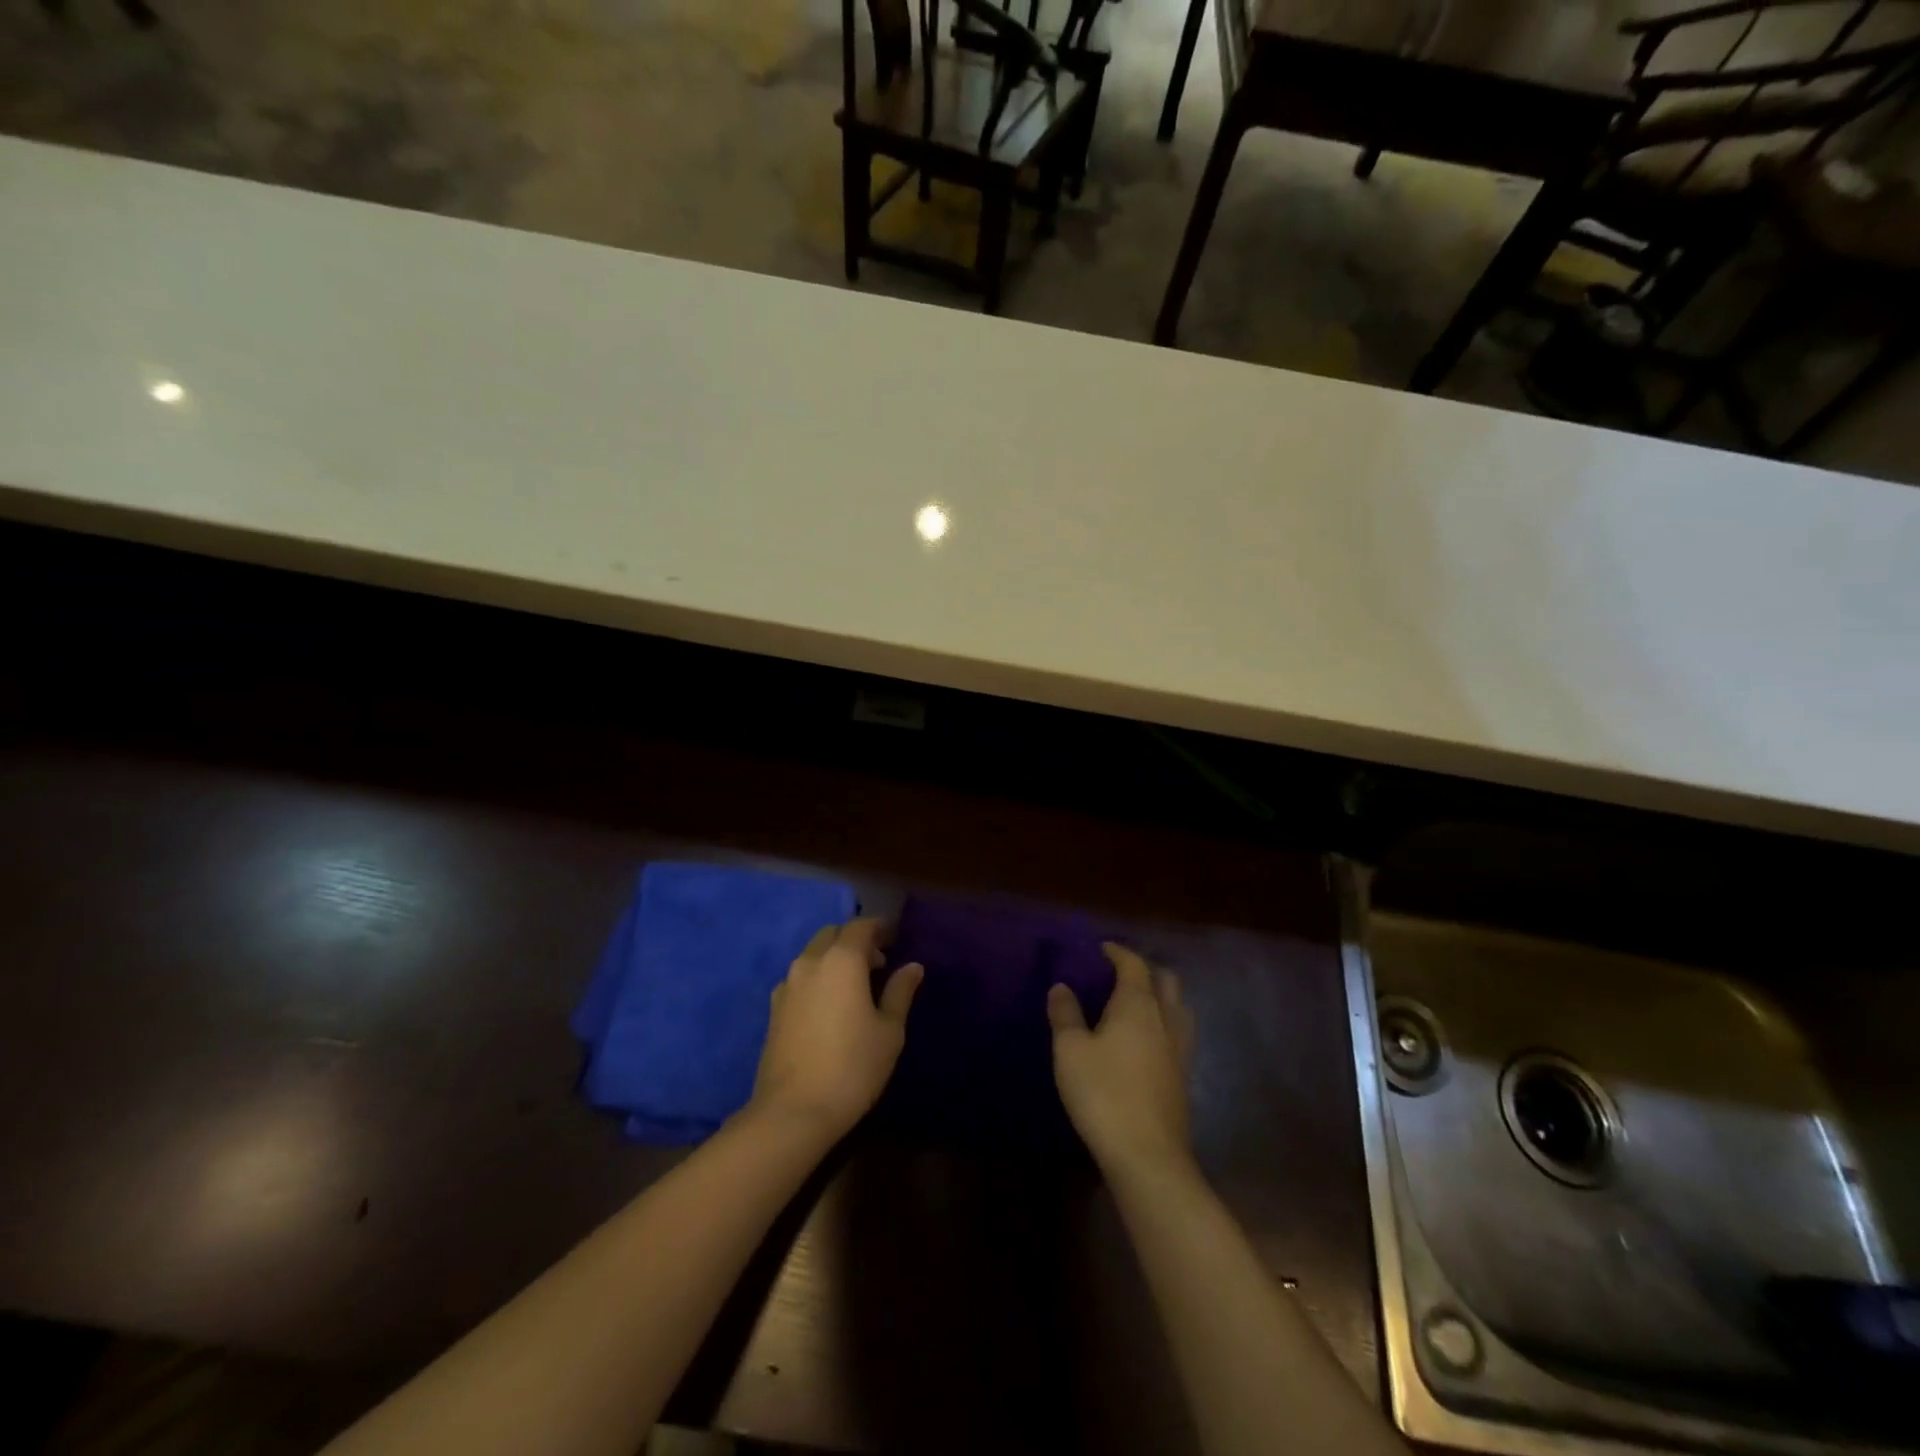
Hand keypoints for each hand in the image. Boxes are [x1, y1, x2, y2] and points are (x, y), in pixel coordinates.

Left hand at [750, 918, 922, 1140]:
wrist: (793, 1111)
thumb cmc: (853, 1067)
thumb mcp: (889, 1030)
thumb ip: (900, 992)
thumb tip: (912, 966)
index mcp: (842, 960)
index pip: (861, 926)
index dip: (879, 927)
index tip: (895, 936)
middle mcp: (810, 962)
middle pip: (833, 934)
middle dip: (855, 939)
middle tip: (878, 961)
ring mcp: (787, 985)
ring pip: (813, 954)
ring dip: (834, 957)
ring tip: (855, 984)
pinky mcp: (773, 1008)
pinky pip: (800, 977)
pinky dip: (817, 977)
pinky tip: (829, 1004)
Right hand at [1048, 943, 1194, 1179]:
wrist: (1147, 1155)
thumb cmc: (1103, 1093)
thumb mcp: (1070, 1051)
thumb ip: (1065, 1014)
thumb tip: (1062, 987)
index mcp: (1138, 1005)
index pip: (1134, 965)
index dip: (1118, 952)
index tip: (1101, 948)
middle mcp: (1165, 1019)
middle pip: (1166, 980)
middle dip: (1146, 970)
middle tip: (1120, 974)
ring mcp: (1179, 1049)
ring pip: (1179, 1008)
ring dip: (1161, 997)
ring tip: (1137, 1004)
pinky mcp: (1183, 1077)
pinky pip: (1179, 1035)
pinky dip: (1165, 1024)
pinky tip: (1147, 1042)